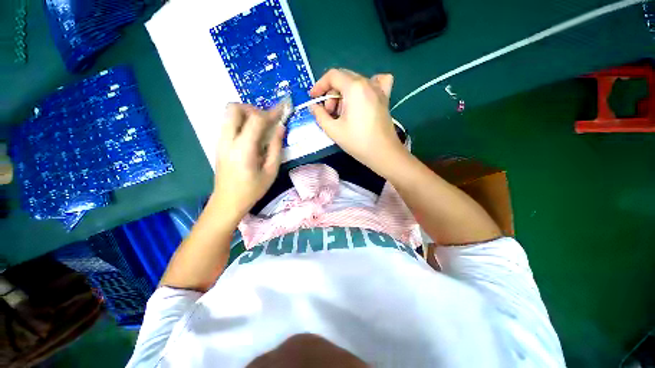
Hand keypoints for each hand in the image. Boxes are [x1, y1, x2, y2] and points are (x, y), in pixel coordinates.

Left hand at [213, 103, 284, 218]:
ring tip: (261, 127)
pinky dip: (241, 122)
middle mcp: (228, 140)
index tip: (282, 109)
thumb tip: (281, 128)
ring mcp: (220, 141)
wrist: (227, 201)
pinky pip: (229, 123)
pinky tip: (252, 135)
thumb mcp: (271, 171)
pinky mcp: (219, 144)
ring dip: (246, 114)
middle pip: (234, 108)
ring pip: (229, 113)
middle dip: (253, 109)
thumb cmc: (252, 189)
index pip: (256, 120)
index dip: (271, 112)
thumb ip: (276, 148)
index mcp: (243, 149)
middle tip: (266, 120)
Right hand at [309, 69, 407, 177]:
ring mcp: (379, 89)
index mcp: (354, 88)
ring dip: (344, 94)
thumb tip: (313, 106)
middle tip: (329, 112)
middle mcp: (368, 83)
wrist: (383, 153)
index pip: (332, 75)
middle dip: (331, 93)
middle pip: (343, 78)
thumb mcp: (333, 130)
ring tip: (342, 113)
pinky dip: (366, 86)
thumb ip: (319, 115)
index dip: (319, 85)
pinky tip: (362, 97)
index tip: (313, 98)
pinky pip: (376, 82)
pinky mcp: (385, 98)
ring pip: (355, 82)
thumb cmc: (358, 142)